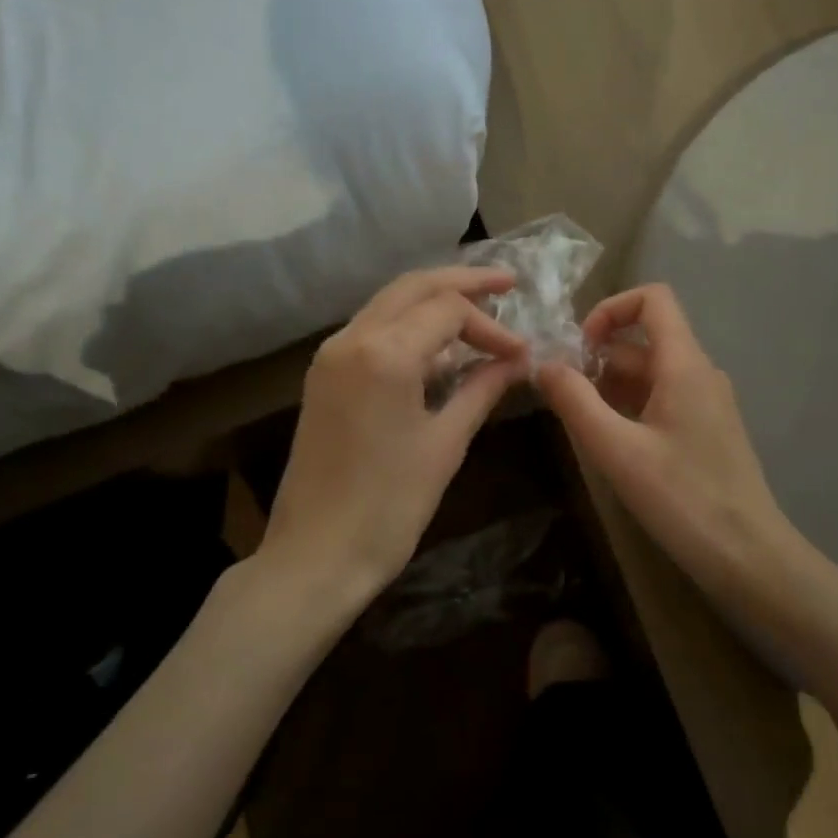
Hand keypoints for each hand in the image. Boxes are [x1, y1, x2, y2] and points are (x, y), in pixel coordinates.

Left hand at [261, 266, 529, 606]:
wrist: (316, 555)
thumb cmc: (389, 505)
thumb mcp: (445, 443)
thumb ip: (482, 389)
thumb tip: (517, 360)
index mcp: (384, 353)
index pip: (449, 309)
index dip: (492, 326)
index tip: (522, 354)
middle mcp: (351, 339)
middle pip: (414, 287)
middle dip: (463, 282)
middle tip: (507, 284)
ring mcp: (331, 356)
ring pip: (389, 304)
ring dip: (433, 300)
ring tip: (479, 309)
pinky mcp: (323, 376)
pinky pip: (372, 331)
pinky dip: (408, 326)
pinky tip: (438, 345)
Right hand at [537, 284, 806, 603]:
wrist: (747, 555)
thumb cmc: (682, 498)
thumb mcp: (616, 450)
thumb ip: (575, 401)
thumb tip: (544, 365)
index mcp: (685, 365)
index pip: (653, 299)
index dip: (610, 309)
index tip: (579, 348)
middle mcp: (700, 373)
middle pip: (644, 340)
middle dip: (598, 358)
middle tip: (563, 396)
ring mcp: (707, 402)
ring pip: (652, 373)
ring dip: (611, 386)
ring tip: (581, 423)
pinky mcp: (707, 430)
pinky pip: (664, 399)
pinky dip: (631, 407)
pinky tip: (611, 443)